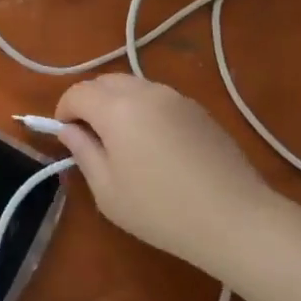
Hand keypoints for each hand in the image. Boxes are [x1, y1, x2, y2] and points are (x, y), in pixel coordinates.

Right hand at [55, 73, 277, 270]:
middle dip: (89, 101)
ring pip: (132, 86)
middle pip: (104, 82)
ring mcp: (175, 97)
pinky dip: (143, 109)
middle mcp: (144, 91)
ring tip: (121, 139)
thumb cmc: (162, 210)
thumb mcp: (108, 191)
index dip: (63, 110)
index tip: (63, 134)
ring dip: (116, 102)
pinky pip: (158, 98)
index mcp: (116, 108)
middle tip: (89, 135)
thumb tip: (69, 131)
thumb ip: (83, 153)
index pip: (77, 93)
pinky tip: (154, 143)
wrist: (237, 219)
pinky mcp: (198, 109)